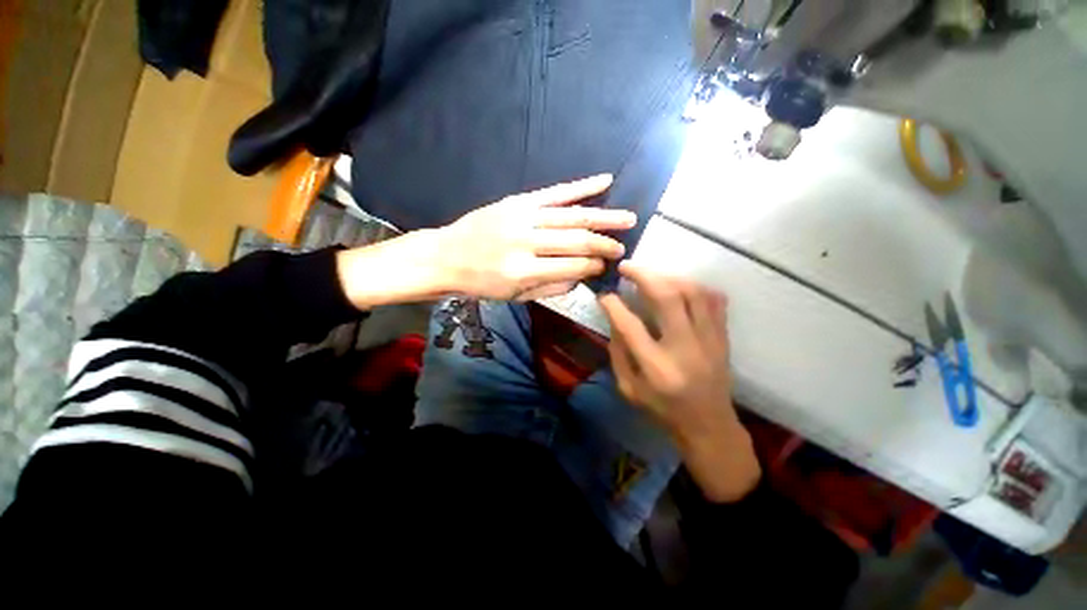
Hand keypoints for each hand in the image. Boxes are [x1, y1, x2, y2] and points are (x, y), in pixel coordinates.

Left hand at [336, 175, 634, 308]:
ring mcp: (521, 216)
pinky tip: (604, 181)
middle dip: (604, 243)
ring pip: (571, 215)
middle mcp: (525, 242)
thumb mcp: (514, 296)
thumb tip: (583, 277)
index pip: (571, 266)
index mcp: (523, 271)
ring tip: (628, 217)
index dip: (593, 266)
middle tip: (623, 246)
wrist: (445, 256)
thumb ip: (551, 287)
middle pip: (576, 240)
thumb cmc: (481, 283)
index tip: (607, 266)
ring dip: (603, 216)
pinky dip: (581, 186)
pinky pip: (554, 192)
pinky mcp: (517, 200)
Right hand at [599, 263, 759, 502]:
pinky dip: (694, 286)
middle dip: (643, 275)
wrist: (709, 425)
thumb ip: (618, 352)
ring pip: (693, 292)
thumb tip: (615, 317)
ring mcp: (709, 340)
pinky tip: (679, 286)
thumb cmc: (663, 410)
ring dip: (668, 276)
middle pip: (667, 298)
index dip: (613, 304)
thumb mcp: (628, 389)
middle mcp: (685, 348)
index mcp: (657, 368)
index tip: (604, 293)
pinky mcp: (723, 337)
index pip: (630, 325)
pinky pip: (713, 300)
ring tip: (650, 275)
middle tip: (626, 267)